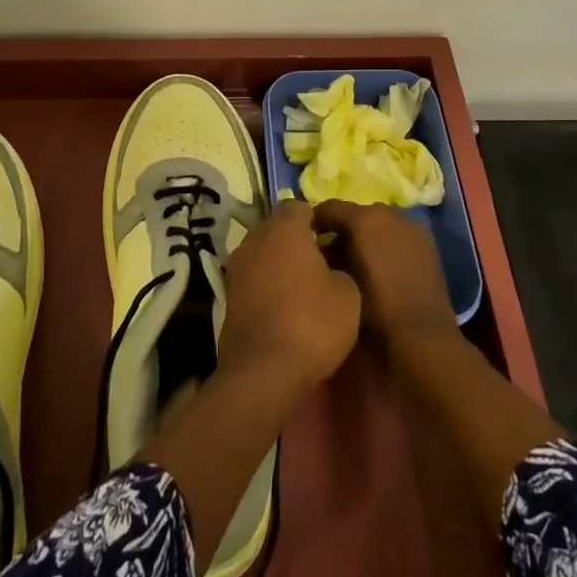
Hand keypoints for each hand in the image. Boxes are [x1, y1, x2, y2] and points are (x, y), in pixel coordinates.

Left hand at [220, 199, 360, 392]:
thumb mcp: (348, 294)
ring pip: (263, 252)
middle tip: (322, 260)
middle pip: (277, 227)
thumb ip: (340, 267)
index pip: (299, 206)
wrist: (264, 371)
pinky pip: (253, 277)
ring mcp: (236, 267)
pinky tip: (285, 304)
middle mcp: (254, 239)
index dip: (318, 218)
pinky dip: (267, 283)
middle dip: (297, 239)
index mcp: (284, 229)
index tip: (334, 237)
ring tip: (305, 285)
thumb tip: (331, 265)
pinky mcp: (228, 295)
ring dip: (280, 262)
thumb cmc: (313, 323)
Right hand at [311, 201, 457, 357]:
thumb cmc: (373, 307)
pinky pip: (397, 237)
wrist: (421, 335)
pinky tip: (377, 270)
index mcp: (366, 218)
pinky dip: (384, 246)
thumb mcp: (338, 279)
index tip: (302, 240)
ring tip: (351, 265)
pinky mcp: (428, 246)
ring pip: (378, 226)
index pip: (329, 208)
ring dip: (363, 239)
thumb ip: (326, 254)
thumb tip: (319, 247)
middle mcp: (391, 214)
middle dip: (340, 231)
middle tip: (326, 256)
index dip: (314, 222)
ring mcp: (412, 228)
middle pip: (356, 215)